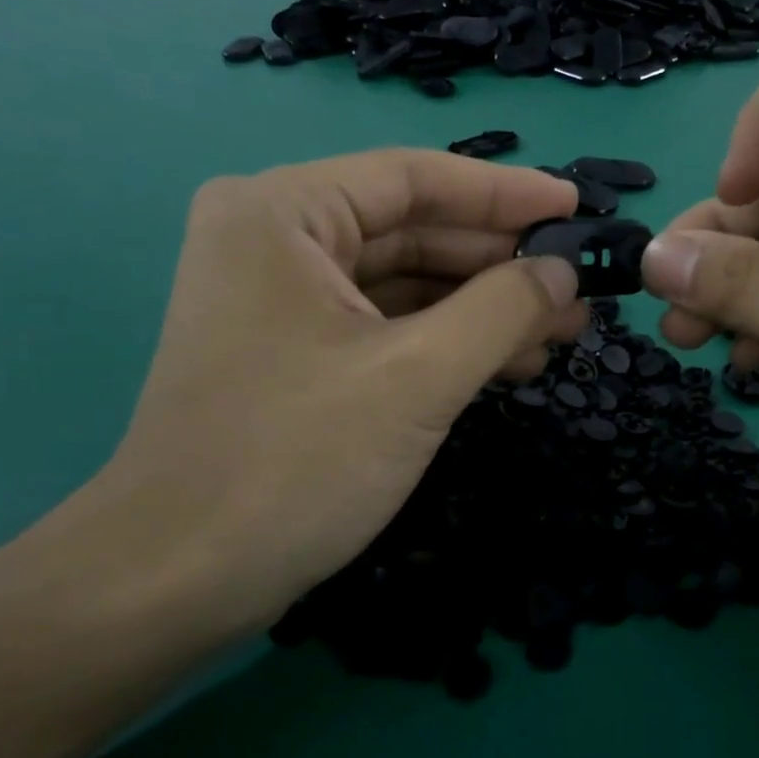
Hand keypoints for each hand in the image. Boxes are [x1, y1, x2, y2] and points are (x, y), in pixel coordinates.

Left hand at [49, 149, 585, 641]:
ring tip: (560, 332)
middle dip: (499, 264)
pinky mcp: (292, 355)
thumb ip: (503, 309)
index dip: (505, 193)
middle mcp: (274, 240)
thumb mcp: (418, 377)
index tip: (576, 210)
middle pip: (411, 231)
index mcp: (283, 213)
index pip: (414, 179)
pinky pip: (384, 328)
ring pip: (403, 285)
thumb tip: (564, 272)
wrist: (179, 579)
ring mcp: (279, 302)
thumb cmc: (295, 461)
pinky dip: (445, 343)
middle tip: (579, 289)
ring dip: (481, 309)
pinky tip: (506, 362)